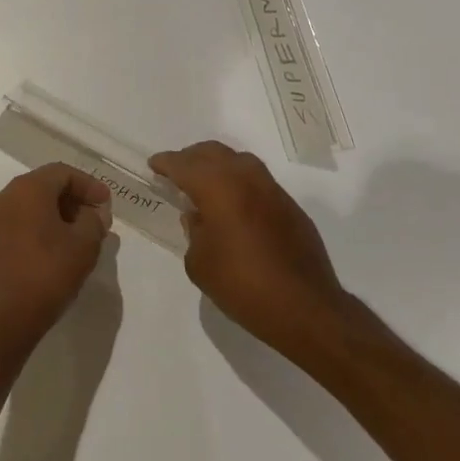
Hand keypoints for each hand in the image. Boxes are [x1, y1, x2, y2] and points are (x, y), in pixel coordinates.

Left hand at [0, 164, 113, 351]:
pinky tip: (53, 254)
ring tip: (77, 240)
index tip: (107, 205)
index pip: (62, 172)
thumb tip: (94, 214)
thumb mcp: (83, 246)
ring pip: (28, 207)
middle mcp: (3, 197)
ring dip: (55, 217)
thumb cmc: (45, 274)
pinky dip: (37, 231)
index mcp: (26, 189)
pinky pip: (16, 226)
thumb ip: (94, 222)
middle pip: (44, 187)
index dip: (89, 185)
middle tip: (95, 222)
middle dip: (73, 201)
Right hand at [150, 140, 348, 352]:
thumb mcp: (200, 263)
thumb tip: (198, 217)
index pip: (184, 165)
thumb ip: (193, 232)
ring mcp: (272, 189)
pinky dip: (240, 183)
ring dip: (218, 166)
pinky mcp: (290, 206)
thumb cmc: (243, 285)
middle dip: (191, 158)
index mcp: (217, 187)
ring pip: (239, 161)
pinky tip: (235, 205)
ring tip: (205, 184)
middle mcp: (245, 178)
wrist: (305, 308)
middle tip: (177, 171)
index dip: (166, 163)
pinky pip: (257, 181)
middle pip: (213, 152)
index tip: (154, 165)